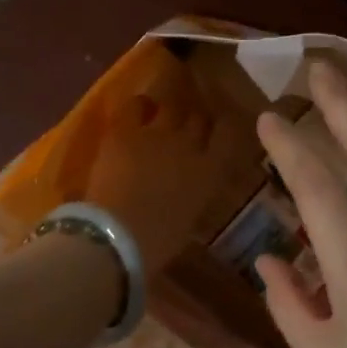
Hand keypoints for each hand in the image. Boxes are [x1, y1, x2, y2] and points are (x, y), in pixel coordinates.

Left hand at [86, 77, 236, 274]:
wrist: (118, 236)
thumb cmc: (158, 242)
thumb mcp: (189, 219)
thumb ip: (194, 196)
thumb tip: (190, 190)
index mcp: (210, 172)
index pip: (228, 135)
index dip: (224, 129)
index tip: (218, 132)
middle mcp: (190, 145)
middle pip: (199, 118)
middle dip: (194, 122)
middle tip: (185, 128)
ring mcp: (157, 133)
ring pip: (171, 107)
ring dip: (168, 112)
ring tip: (161, 117)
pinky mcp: (125, 130)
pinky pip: (136, 105)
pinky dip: (139, 107)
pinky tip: (137, 113)